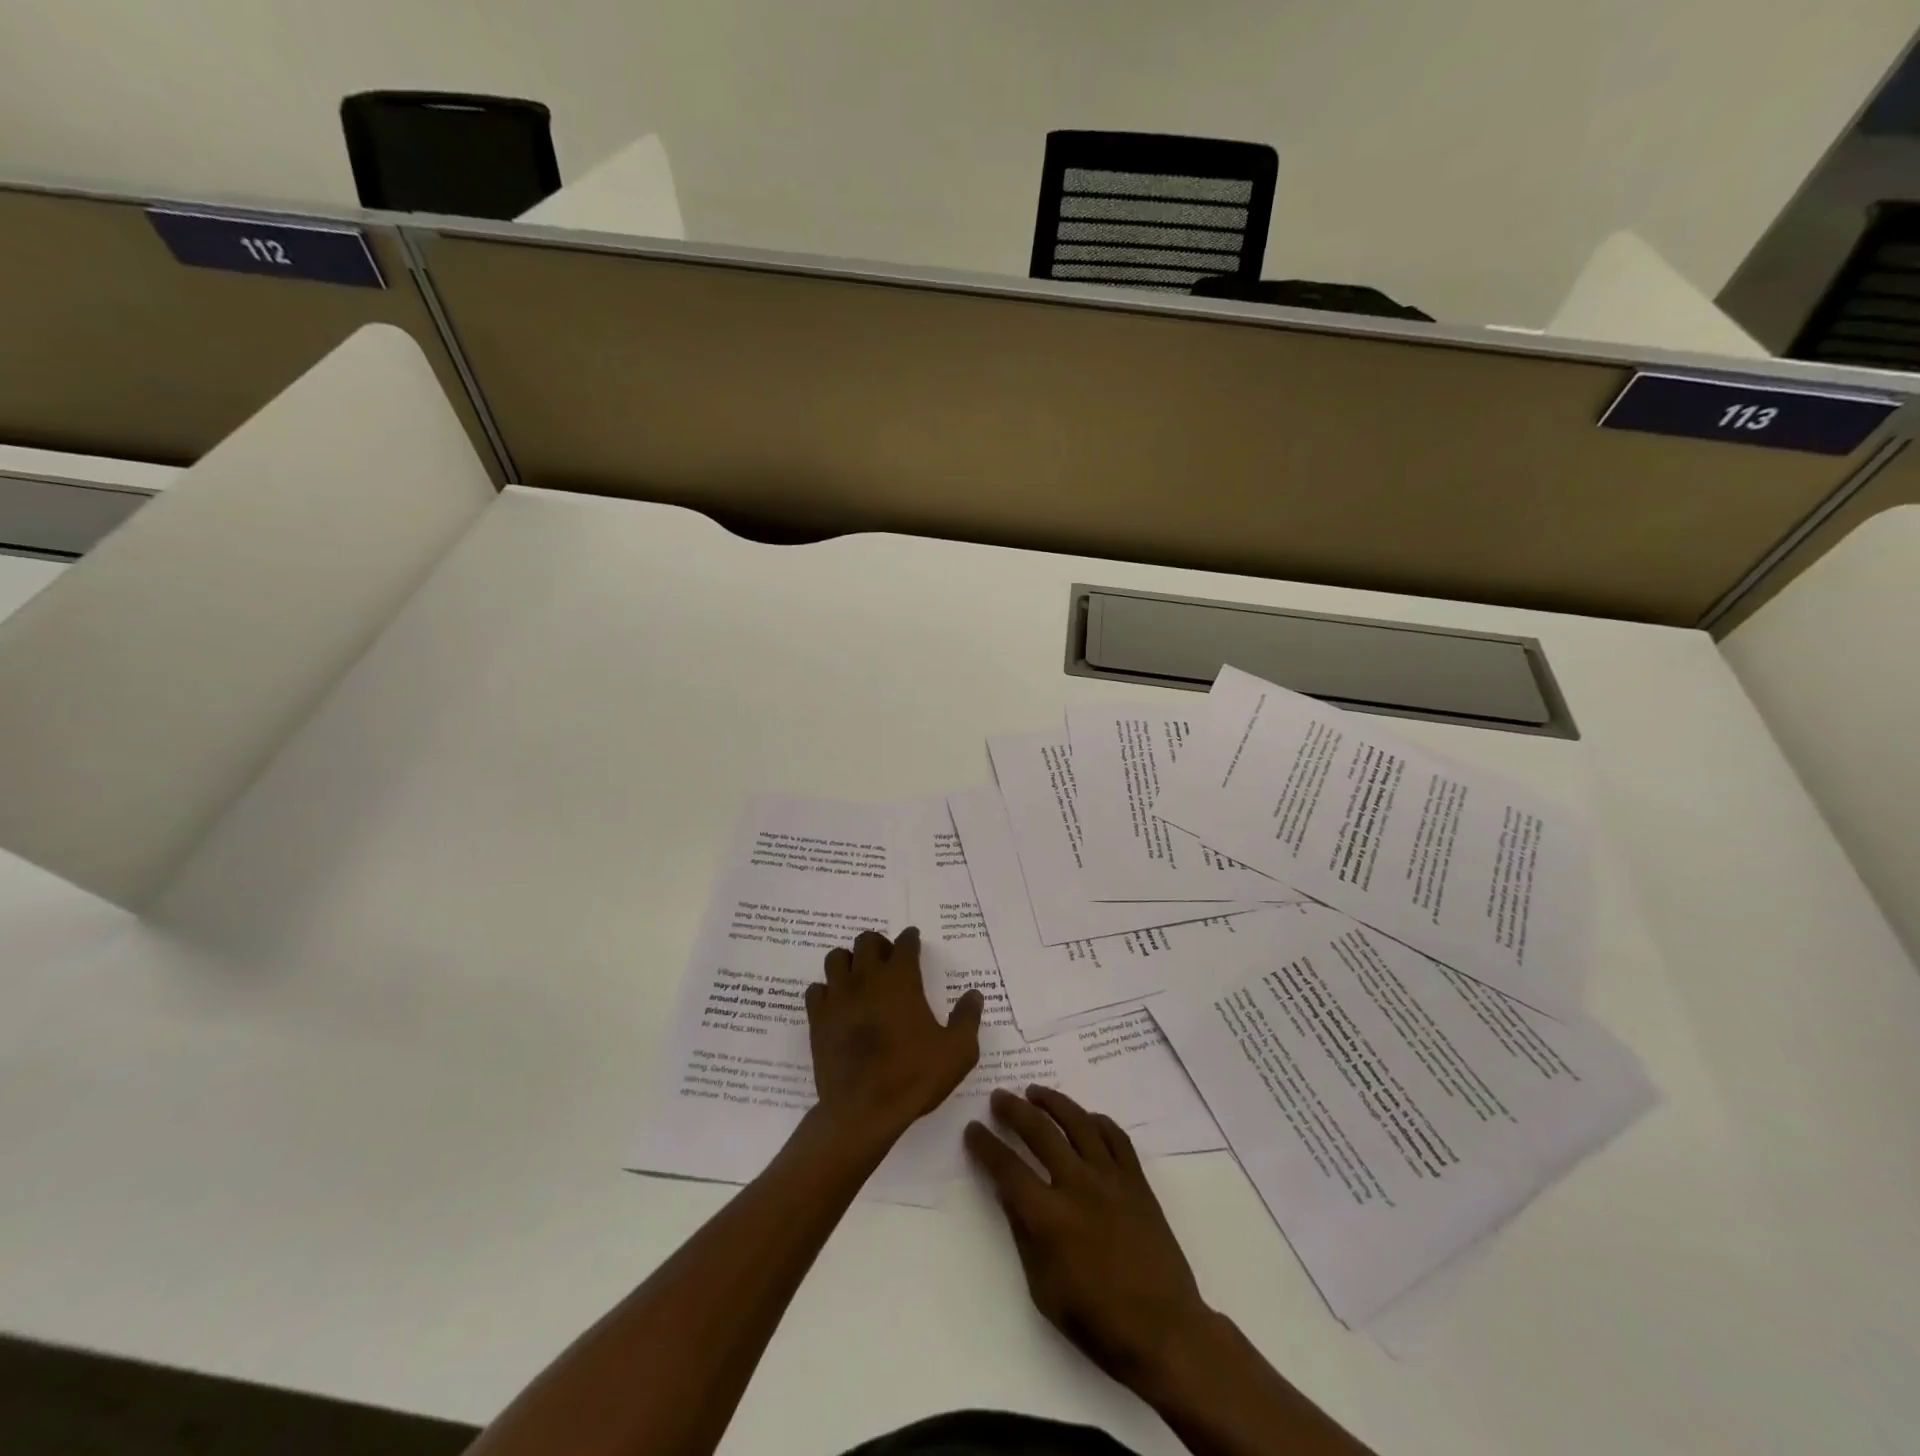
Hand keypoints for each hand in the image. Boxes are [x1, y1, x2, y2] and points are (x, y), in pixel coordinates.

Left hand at [806, 928, 983, 1148]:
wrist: (864, 1110)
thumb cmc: (914, 1076)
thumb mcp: (958, 1051)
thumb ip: (967, 1019)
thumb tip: (974, 995)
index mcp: (901, 979)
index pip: (905, 943)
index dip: (910, 939)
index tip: (913, 940)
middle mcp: (867, 978)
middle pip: (867, 941)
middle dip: (878, 944)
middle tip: (887, 960)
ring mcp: (838, 996)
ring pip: (836, 958)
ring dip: (849, 962)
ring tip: (859, 977)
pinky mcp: (818, 1018)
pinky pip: (816, 990)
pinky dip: (826, 991)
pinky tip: (837, 1004)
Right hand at [965, 1085, 1213, 1393]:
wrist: (1164, 1330)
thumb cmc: (1097, 1321)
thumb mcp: (1043, 1288)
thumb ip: (1023, 1233)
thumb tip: (1008, 1192)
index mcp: (1049, 1217)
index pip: (1007, 1168)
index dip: (985, 1146)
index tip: (973, 1130)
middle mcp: (1078, 1185)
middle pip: (1040, 1131)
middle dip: (1014, 1110)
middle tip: (998, 1096)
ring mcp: (1111, 1178)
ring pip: (1078, 1122)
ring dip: (1052, 1101)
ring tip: (1034, 1091)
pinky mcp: (1136, 1180)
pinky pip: (1115, 1136)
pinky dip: (1097, 1120)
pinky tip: (1085, 1117)